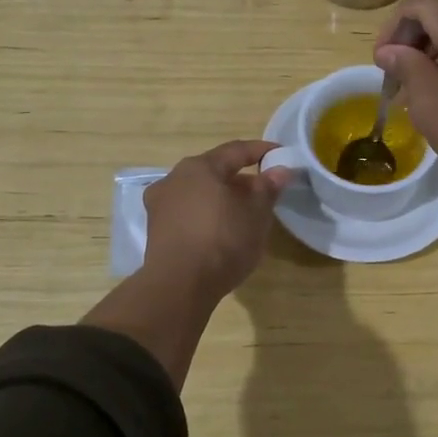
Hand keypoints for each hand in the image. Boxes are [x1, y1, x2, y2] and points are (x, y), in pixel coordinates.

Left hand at [142, 140, 292, 300]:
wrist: (179, 286)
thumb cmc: (223, 241)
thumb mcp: (256, 214)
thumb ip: (268, 187)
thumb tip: (280, 170)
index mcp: (199, 167)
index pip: (236, 150)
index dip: (261, 151)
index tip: (281, 155)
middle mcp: (174, 178)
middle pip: (214, 171)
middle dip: (241, 178)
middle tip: (264, 190)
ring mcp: (160, 205)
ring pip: (199, 192)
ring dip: (222, 197)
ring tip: (244, 212)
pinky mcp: (156, 230)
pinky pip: (188, 212)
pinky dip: (207, 214)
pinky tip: (221, 229)